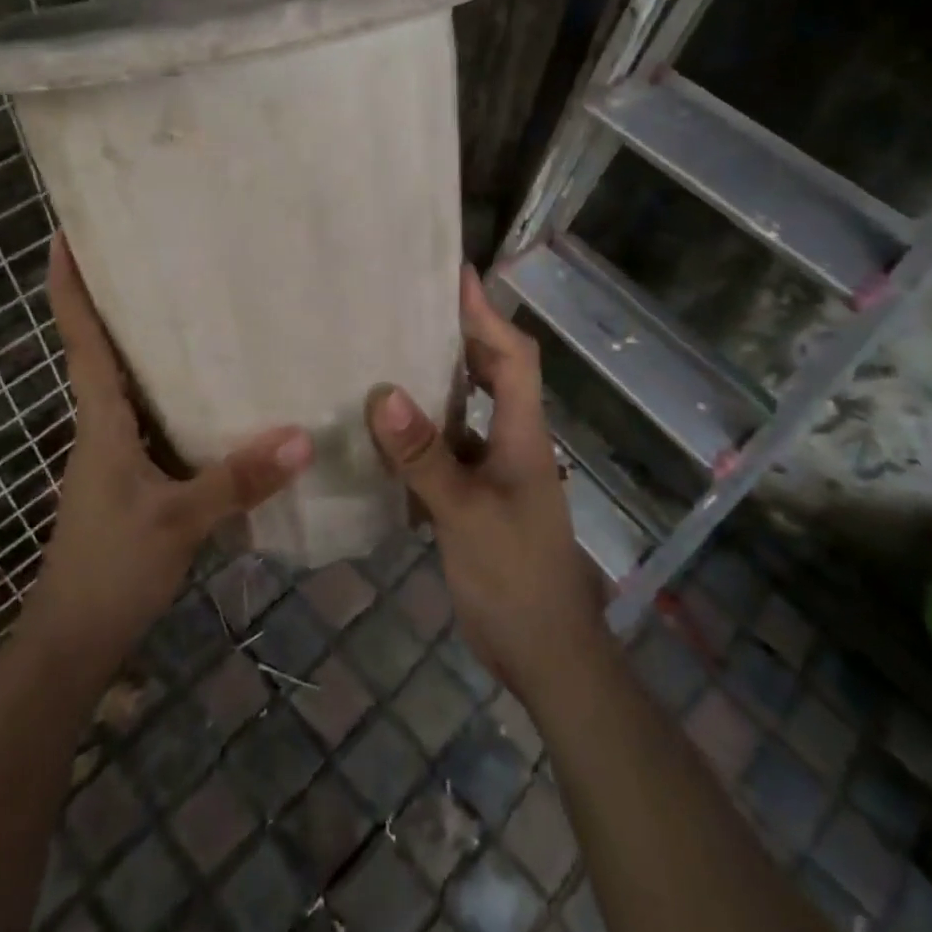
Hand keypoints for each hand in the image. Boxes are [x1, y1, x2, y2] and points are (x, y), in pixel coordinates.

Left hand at [30, 232, 312, 665]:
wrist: (74, 641)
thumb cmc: (109, 569)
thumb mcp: (178, 522)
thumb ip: (238, 480)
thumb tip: (304, 435)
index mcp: (101, 419)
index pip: (80, 337)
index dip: (68, 284)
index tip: (66, 232)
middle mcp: (105, 422)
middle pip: (105, 345)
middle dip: (118, 296)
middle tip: (156, 249)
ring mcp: (118, 449)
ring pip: (133, 380)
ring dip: (149, 340)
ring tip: (195, 299)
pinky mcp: (137, 472)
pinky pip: (156, 413)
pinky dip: (178, 388)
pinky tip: (220, 385)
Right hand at [364, 267, 605, 700]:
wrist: (548, 656)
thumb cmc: (517, 579)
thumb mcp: (467, 515)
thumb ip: (426, 457)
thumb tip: (383, 393)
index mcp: (523, 433)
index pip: (513, 355)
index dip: (487, 313)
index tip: (456, 274)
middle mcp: (512, 441)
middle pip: (492, 372)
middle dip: (459, 335)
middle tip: (408, 307)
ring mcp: (496, 471)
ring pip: (466, 410)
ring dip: (436, 382)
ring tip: (388, 354)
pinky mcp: (477, 498)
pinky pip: (448, 448)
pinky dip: (422, 432)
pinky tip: (384, 432)